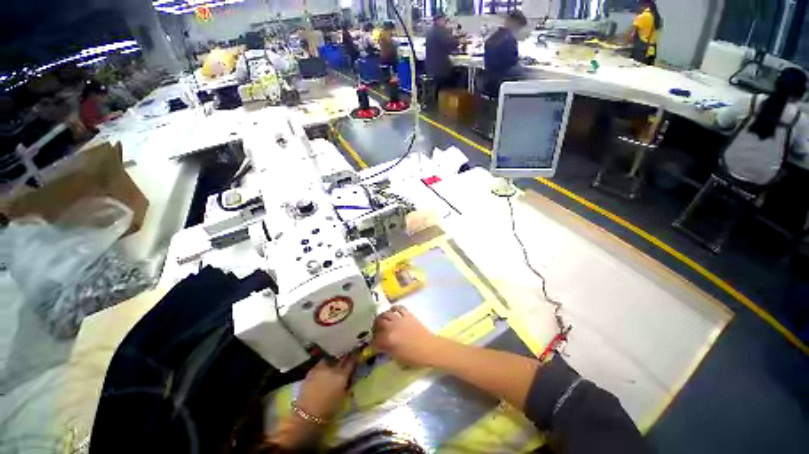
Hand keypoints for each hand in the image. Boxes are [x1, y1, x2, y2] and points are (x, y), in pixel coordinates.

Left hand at [296, 355, 356, 419]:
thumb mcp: (342, 397)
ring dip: (330, 363)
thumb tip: (350, 377)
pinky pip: (319, 366)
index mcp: (342, 375)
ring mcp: (320, 369)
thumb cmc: (329, 410)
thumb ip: (347, 384)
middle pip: (339, 359)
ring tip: (330, 369)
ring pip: (328, 360)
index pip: (351, 361)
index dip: (354, 358)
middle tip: (343, 363)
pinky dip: (321, 369)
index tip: (356, 355)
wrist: (308, 415)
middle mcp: (332, 368)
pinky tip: (321, 375)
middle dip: (342, 359)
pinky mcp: (310, 372)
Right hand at [372, 306, 439, 367]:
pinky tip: (392, 311)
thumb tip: (381, 346)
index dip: (373, 341)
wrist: (429, 348)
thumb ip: (387, 350)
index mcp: (388, 340)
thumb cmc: (414, 357)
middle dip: (375, 326)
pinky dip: (394, 308)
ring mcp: (400, 319)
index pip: (375, 339)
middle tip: (376, 330)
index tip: (374, 343)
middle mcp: (392, 327)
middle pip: (378, 323)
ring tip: (382, 320)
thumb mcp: (397, 357)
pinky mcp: (408, 314)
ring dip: (382, 317)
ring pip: (386, 314)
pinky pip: (398, 307)